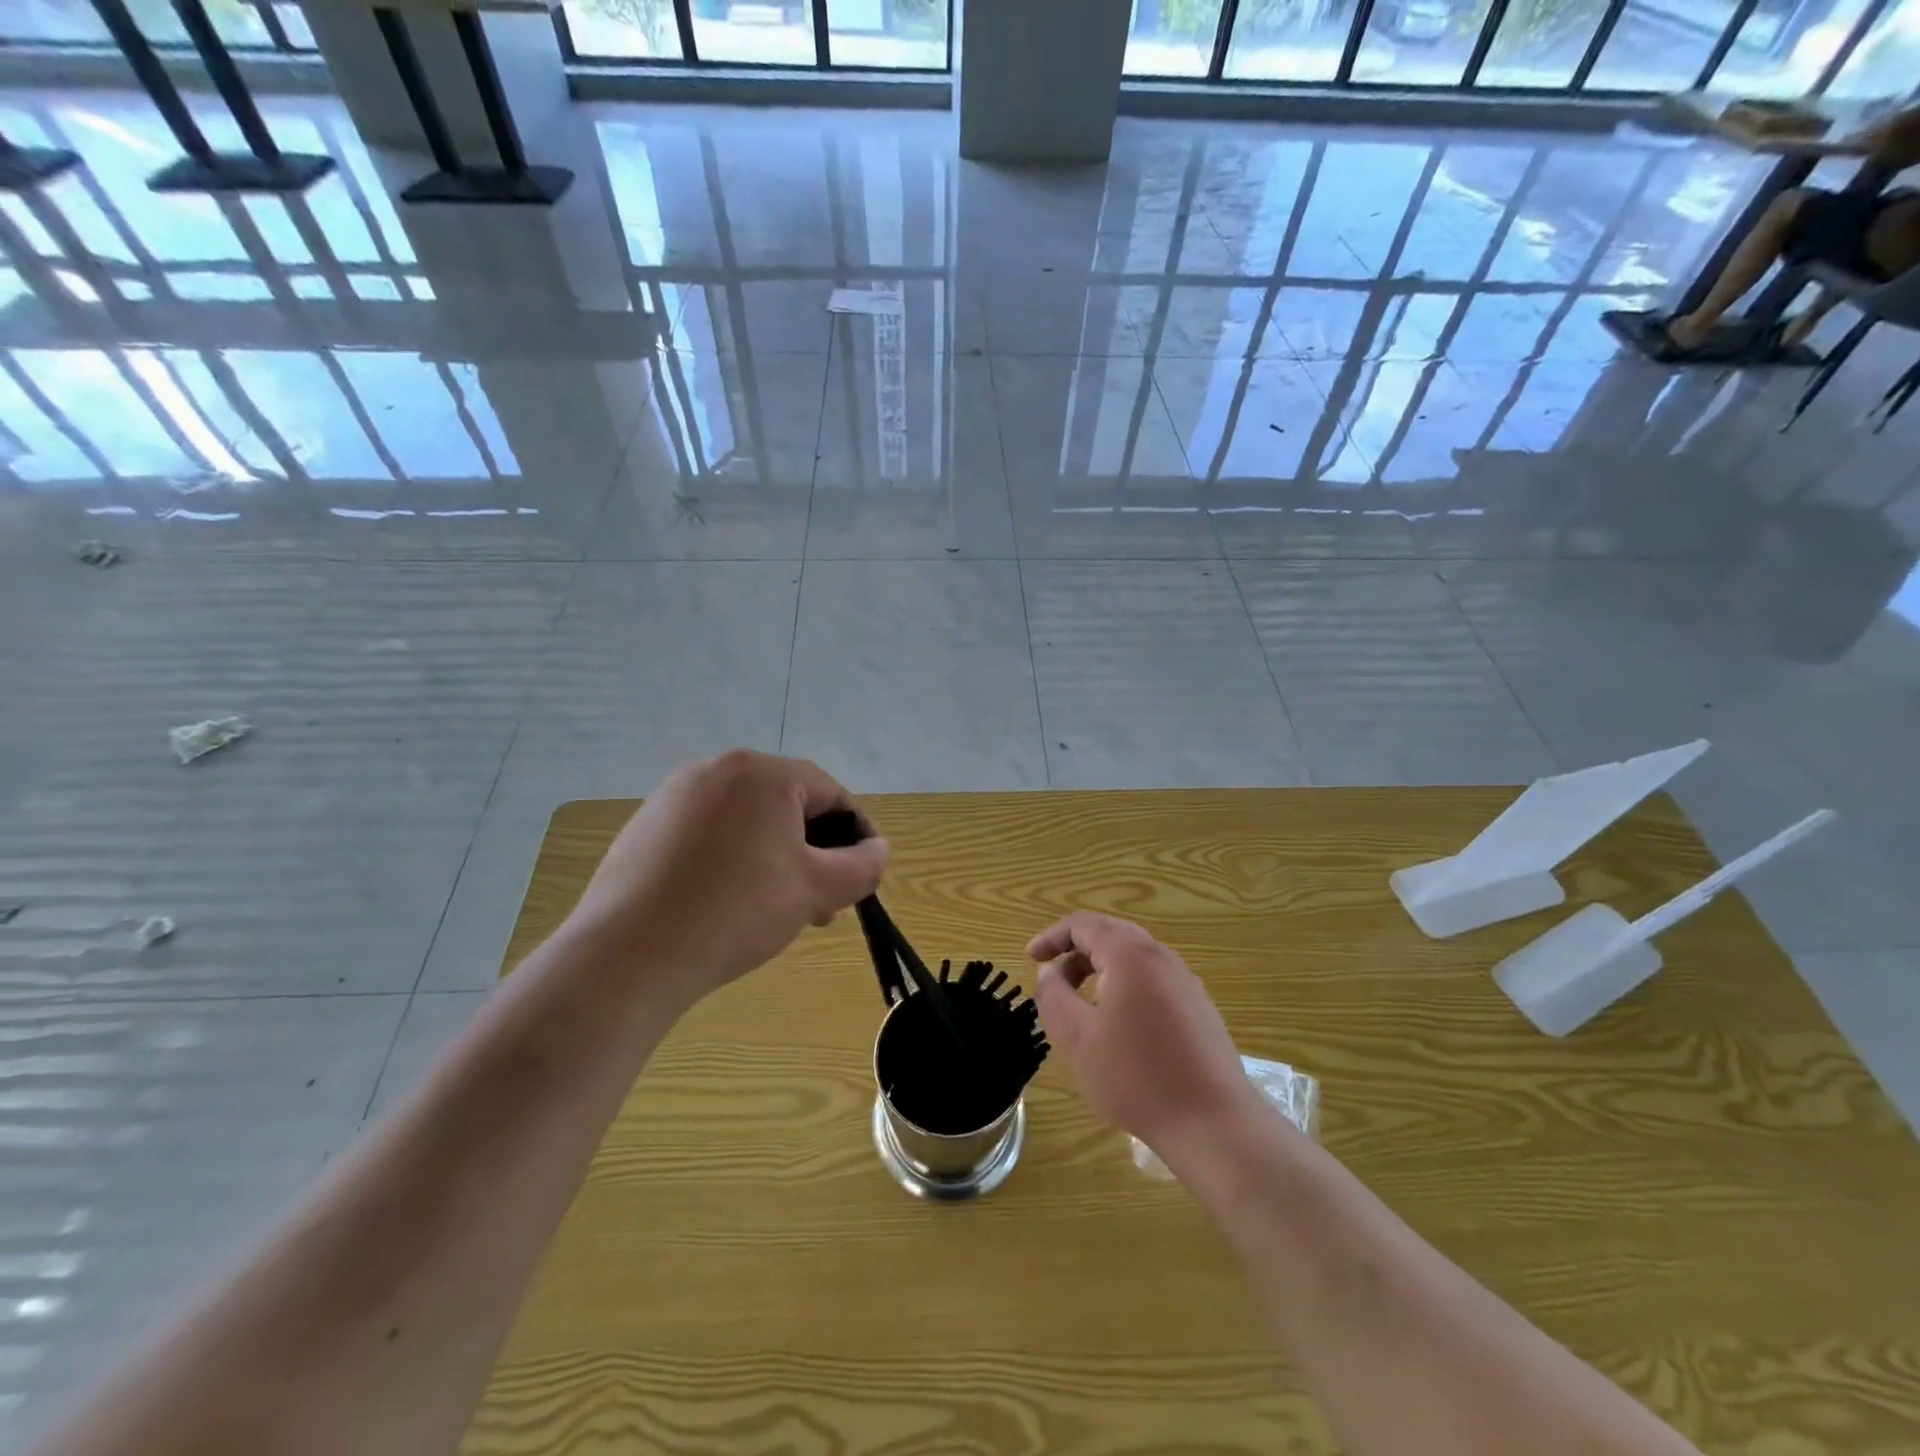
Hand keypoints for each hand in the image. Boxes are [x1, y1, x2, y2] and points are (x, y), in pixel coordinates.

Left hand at [569, 751, 887, 1009]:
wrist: (629, 955)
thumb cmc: (737, 910)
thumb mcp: (816, 889)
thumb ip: (862, 865)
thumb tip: (877, 851)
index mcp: (761, 772)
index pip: (831, 793)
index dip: (857, 835)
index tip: (865, 878)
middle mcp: (716, 770)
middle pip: (788, 806)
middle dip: (815, 853)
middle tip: (823, 904)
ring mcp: (673, 797)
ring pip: (748, 822)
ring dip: (777, 859)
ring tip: (780, 910)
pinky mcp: (645, 828)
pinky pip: (709, 836)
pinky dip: (734, 861)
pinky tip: (729, 906)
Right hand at [1028, 913, 1263, 1159]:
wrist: (1214, 1123)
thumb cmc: (1137, 1077)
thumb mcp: (1077, 1038)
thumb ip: (1054, 996)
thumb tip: (1049, 971)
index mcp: (1130, 955)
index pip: (1083, 924)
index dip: (1052, 937)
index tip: (1030, 959)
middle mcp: (1162, 958)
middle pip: (1111, 935)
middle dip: (1076, 952)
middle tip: (1053, 980)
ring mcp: (1186, 982)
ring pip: (1133, 958)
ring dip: (1101, 970)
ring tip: (1081, 1004)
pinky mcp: (1200, 1008)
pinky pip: (1153, 980)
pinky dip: (1125, 986)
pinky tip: (1119, 1025)